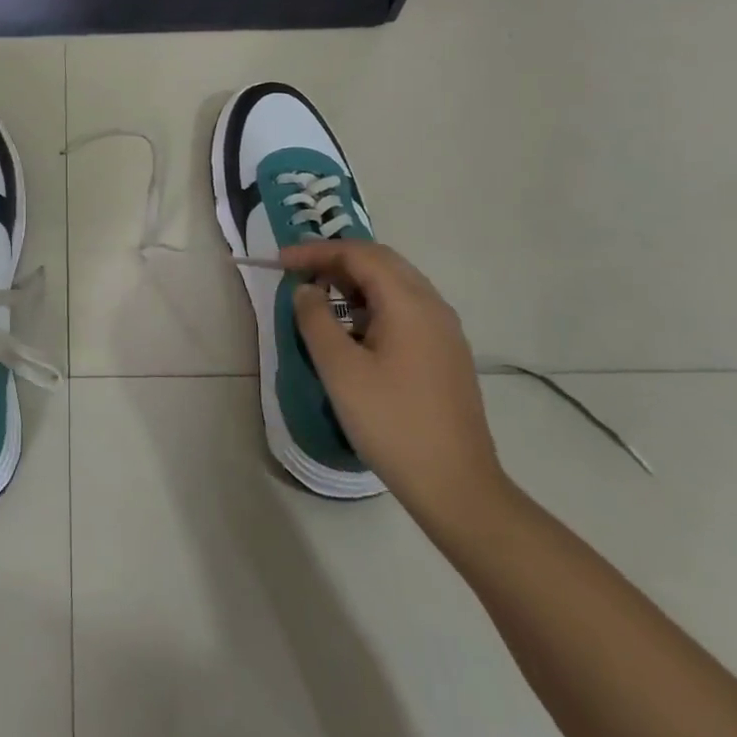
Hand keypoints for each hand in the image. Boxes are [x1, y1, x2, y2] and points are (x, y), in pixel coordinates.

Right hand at [282, 240, 507, 522]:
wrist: (456, 485)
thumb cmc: (391, 422)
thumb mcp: (340, 370)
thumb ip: (316, 319)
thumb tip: (306, 290)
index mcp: (409, 303)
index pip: (359, 254)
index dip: (316, 251)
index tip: (280, 260)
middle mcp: (432, 306)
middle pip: (381, 262)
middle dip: (336, 259)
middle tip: (298, 270)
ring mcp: (444, 330)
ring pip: (395, 284)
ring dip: (354, 281)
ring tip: (319, 296)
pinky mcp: (446, 353)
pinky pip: (405, 308)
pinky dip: (373, 303)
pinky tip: (353, 329)